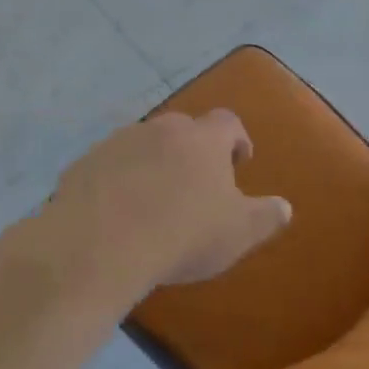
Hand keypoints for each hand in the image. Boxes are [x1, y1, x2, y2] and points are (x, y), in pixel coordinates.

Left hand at [48, 110, 291, 297]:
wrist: (99, 245)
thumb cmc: (183, 234)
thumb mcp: (238, 233)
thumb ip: (266, 217)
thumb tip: (285, 207)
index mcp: (203, 139)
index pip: (228, 122)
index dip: (236, 139)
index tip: (239, 161)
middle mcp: (161, 129)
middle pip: (183, 129)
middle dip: (192, 150)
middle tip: (196, 184)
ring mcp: (117, 143)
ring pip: (143, 145)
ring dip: (152, 164)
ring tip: (153, 200)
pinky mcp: (83, 163)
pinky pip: (108, 166)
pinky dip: (117, 181)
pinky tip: (116, 213)